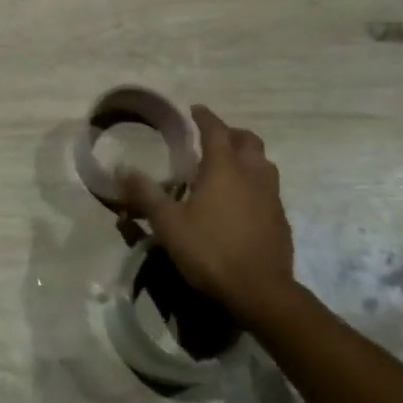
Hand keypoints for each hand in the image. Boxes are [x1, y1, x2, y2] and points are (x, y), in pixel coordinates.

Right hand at [120, 105, 295, 322]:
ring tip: (229, 167)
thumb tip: (122, 169)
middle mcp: (252, 175)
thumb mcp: (168, 224)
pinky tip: (243, 202)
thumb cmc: (210, 251)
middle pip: (248, 141)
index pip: (216, 130)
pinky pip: (269, 189)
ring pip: (264, 164)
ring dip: (248, 157)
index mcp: (224, 168)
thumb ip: (145, 194)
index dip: (205, 117)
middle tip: (213, 138)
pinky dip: (255, 184)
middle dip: (231, 134)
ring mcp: (272, 197)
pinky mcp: (281, 220)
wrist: (260, 292)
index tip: (195, 110)